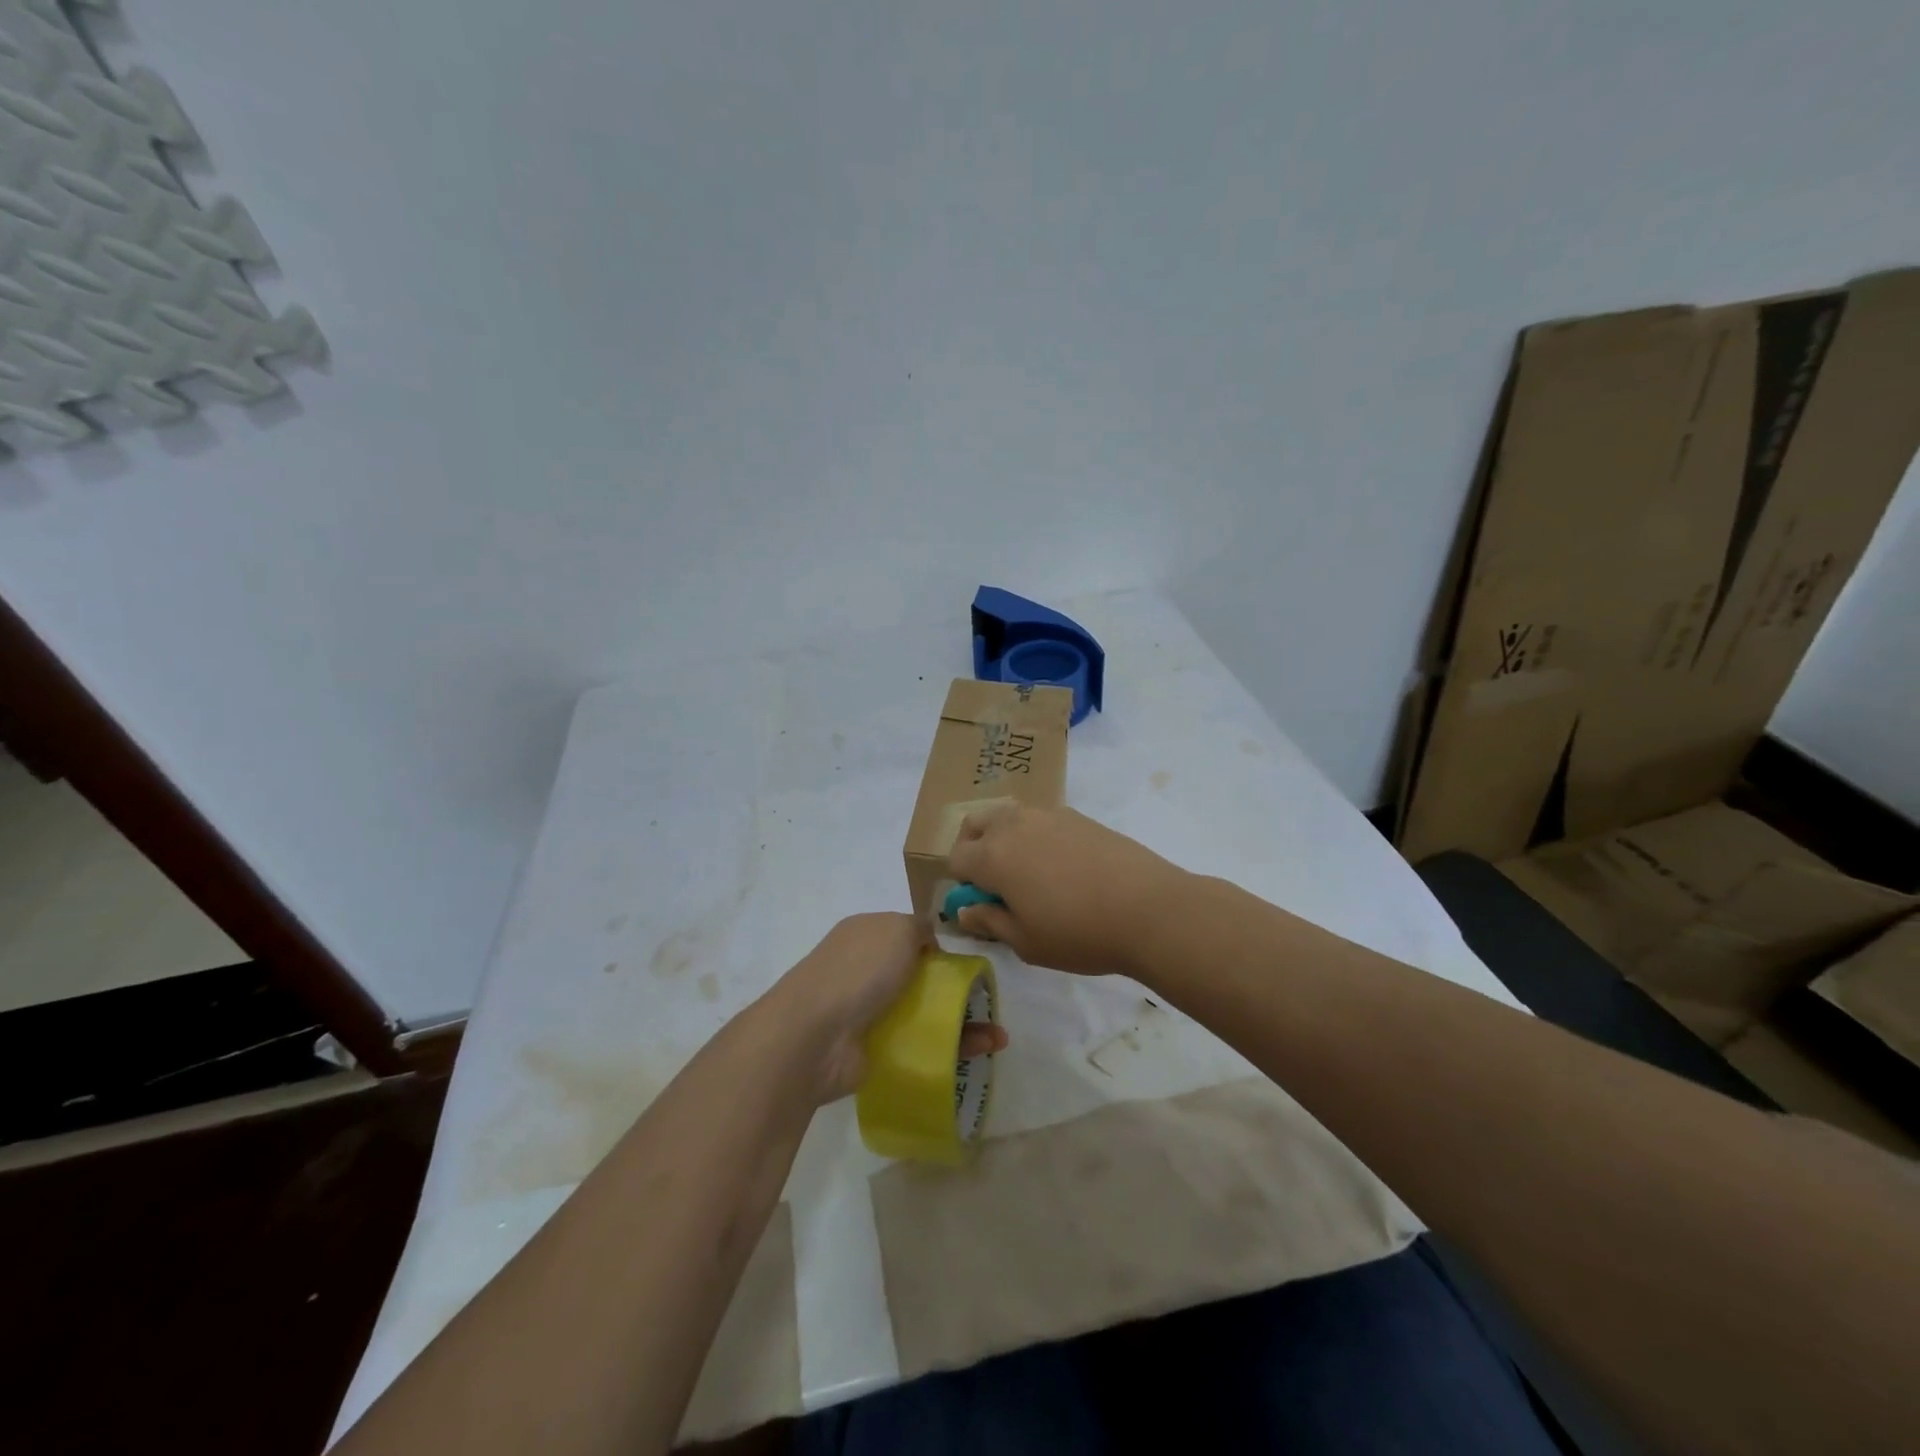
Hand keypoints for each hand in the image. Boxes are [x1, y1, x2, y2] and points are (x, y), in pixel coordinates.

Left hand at [765, 913, 1007, 1103]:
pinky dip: (949, 1051)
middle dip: (958, 991)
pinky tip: (978, 1054)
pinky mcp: (874, 1052)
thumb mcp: (897, 929)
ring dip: (963, 1025)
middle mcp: (865, 971)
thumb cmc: (859, 971)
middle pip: (921, 979)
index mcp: (866, 935)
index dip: (937, 948)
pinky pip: (919, 1048)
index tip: (966, 964)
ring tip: (998, 1039)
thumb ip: (919, 928)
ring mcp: (868, 1013)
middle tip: (989, 1004)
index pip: (908, 936)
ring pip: (925, 1015)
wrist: (814, 1037)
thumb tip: (929, 943)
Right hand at [947, 805, 1186, 976]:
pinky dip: (1039, 837)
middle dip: (975, 847)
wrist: (1148, 909)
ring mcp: (1049, 815)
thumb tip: (965, 911)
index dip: (961, 883)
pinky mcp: (1079, 817)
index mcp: (993, 856)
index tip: (982, 904)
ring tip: (1032, 874)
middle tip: (996, 881)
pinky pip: (1043, 820)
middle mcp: (1015, 826)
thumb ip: (990, 923)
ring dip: (1007, 838)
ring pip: (1011, 817)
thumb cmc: (1079, 933)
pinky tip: (1065, 868)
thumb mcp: (1026, 943)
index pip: (956, 858)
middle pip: (977, 824)